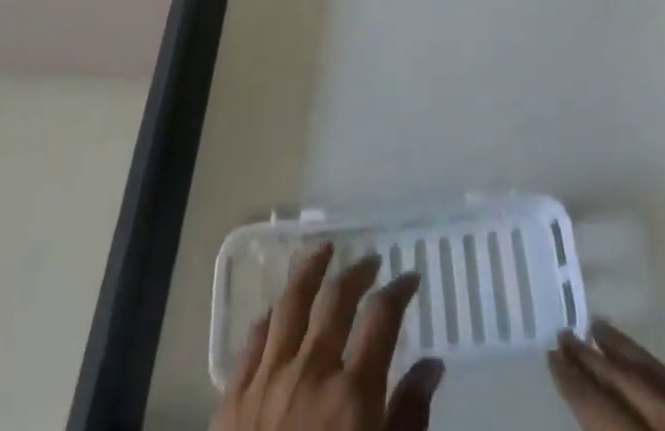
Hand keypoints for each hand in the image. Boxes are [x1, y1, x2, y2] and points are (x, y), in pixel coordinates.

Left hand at [211, 243, 444, 430]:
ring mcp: (267, 381)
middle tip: (370, 261)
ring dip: (309, 272)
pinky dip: (268, 317)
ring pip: (289, 305)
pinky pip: (251, 342)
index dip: (399, 290)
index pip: (381, 317)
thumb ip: (410, 419)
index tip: (410, 277)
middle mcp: (310, 370)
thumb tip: (432, 365)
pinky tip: (276, 308)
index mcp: (351, 392)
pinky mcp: (232, 401)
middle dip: (356, 273)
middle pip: (335, 300)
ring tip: (322, 251)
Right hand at [547, 321, 664, 430]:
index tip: (552, 357)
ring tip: (597, 328)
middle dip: (593, 361)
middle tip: (564, 334)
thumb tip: (593, 426)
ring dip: (624, 352)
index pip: (605, 415)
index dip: (576, 386)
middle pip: (628, 385)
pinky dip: (658, 368)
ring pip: (657, 376)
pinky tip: (647, 364)